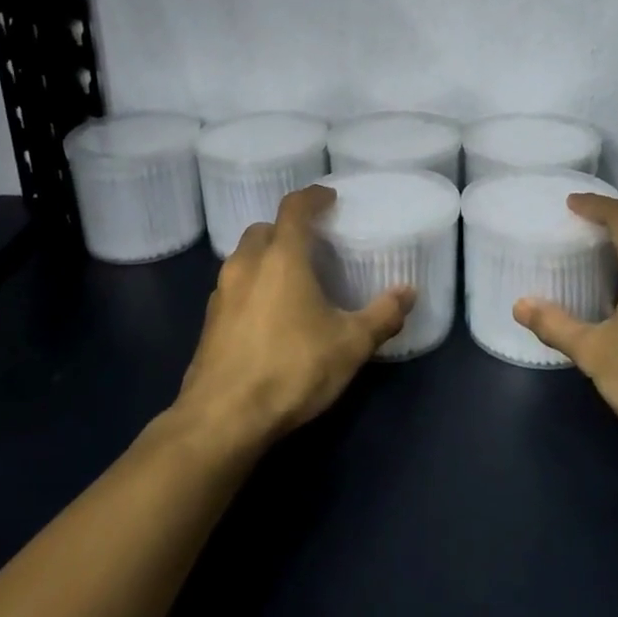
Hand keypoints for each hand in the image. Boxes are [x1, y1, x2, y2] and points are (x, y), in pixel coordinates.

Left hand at [175, 186, 413, 448]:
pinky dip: (252, 286)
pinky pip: (234, 287)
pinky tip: (270, 315)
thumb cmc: (291, 369)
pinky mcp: (209, 322)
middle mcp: (246, 265)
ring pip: (244, 258)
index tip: (329, 198)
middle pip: (263, 229)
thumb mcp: (349, 345)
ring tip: (293, 278)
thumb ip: (382, 315)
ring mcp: (221, 294)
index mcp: (281, 258)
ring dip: (266, 257)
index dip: (312, 197)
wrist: (222, 419)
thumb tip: (408, 293)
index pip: (294, 208)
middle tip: (312, 242)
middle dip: (286, 228)